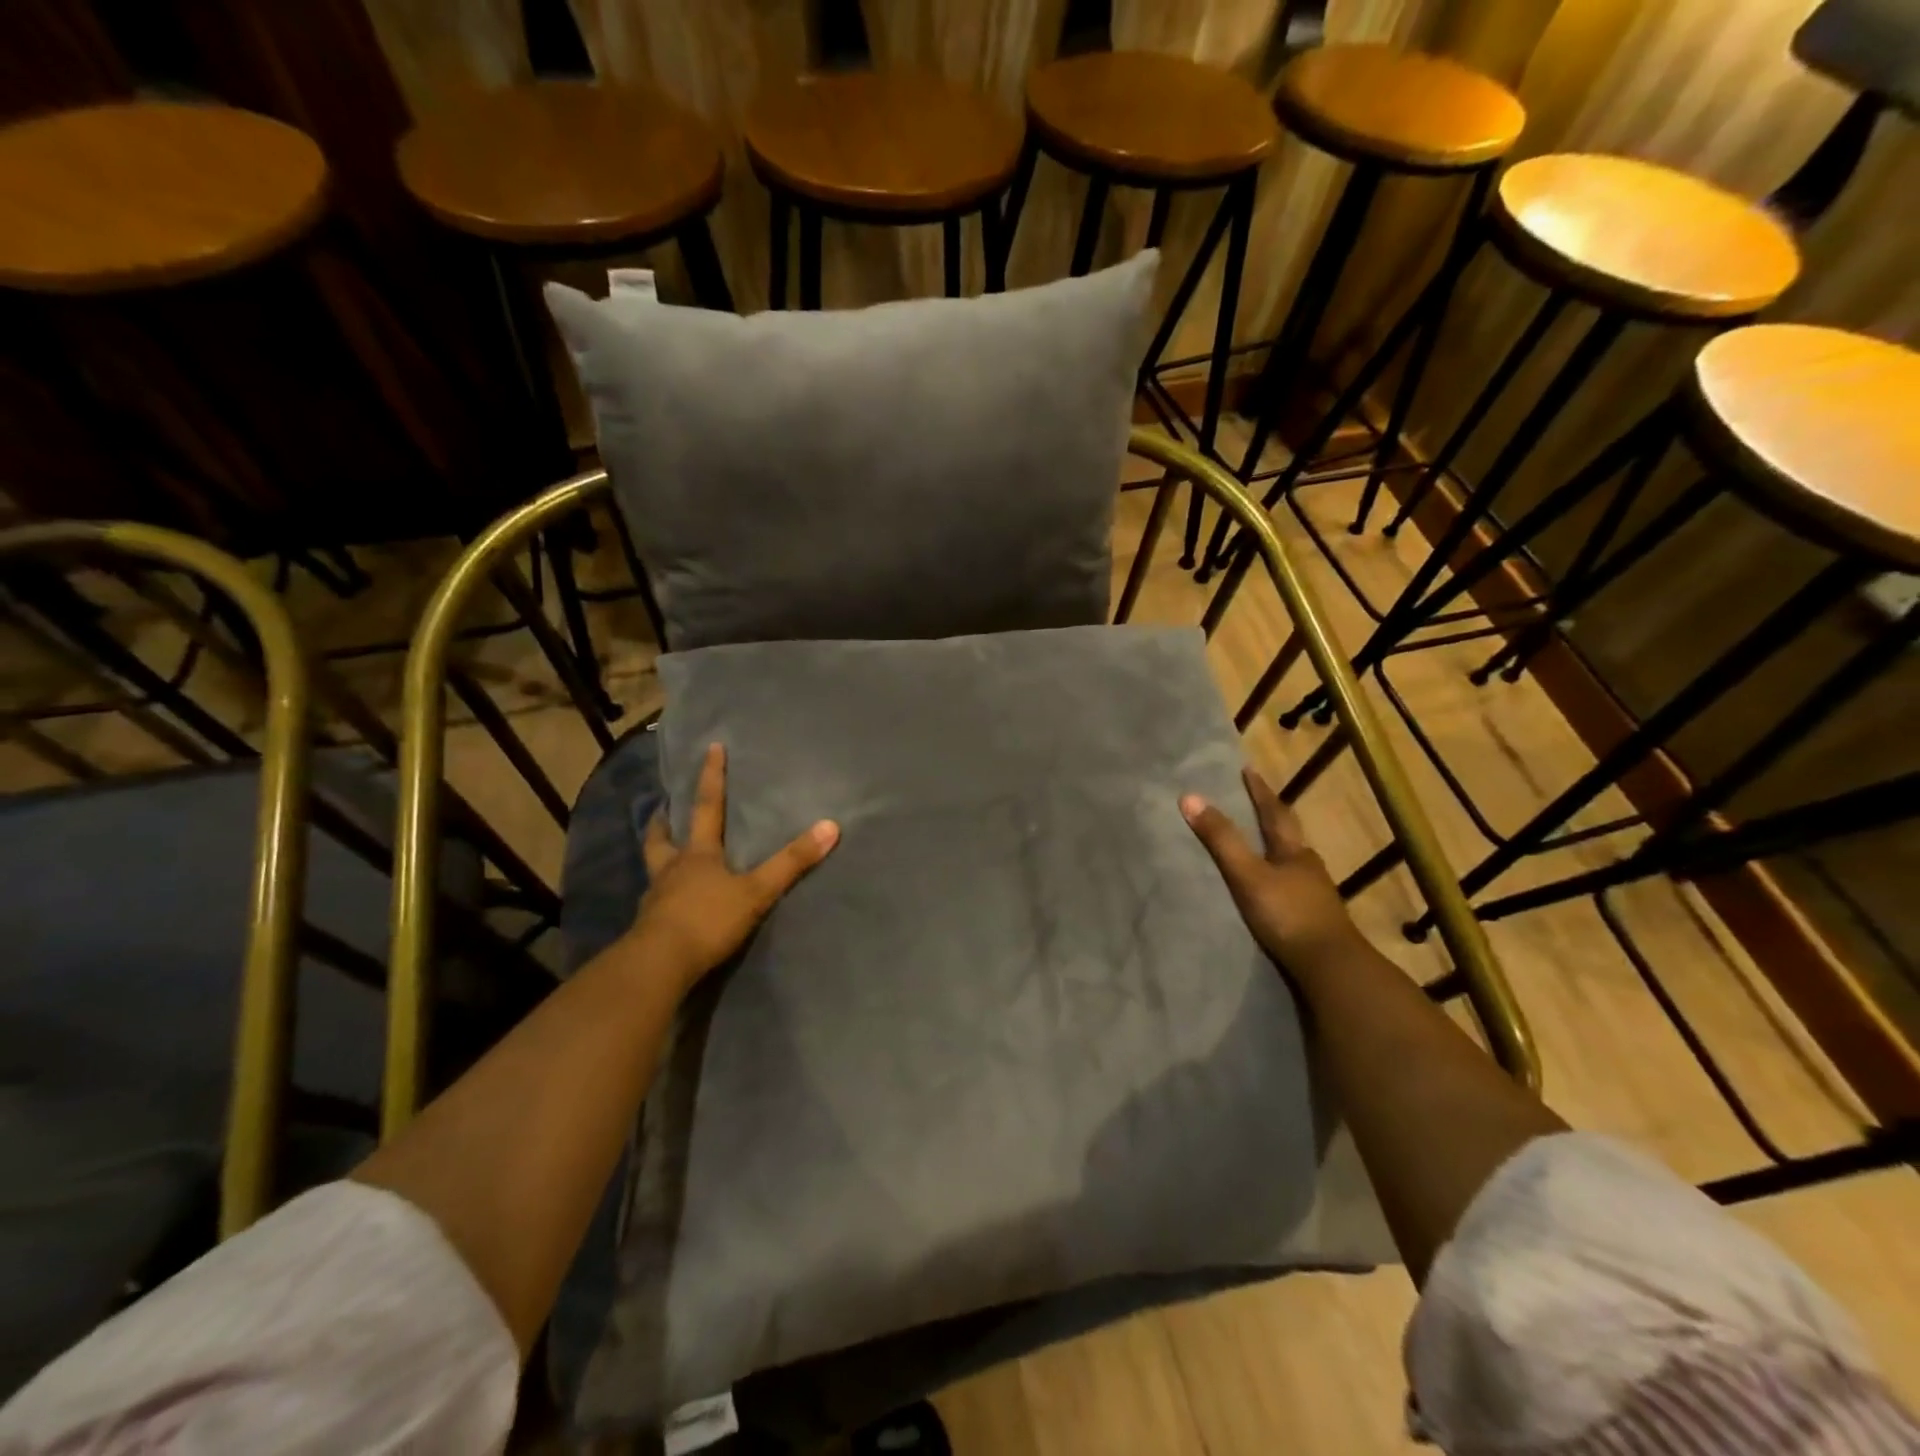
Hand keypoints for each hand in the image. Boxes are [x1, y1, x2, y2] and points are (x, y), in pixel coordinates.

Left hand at [632, 743, 838, 992]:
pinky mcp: (649, 927)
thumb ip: (792, 862)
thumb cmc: (708, 919)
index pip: (708, 807)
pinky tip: (668, 903)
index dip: (712, 777)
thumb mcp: (757, 891)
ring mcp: (656, 898)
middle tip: (663, 808)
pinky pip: (655, 902)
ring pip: (654, 868)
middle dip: (664, 820)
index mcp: (698, 854)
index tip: (712, 748)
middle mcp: (672, 869)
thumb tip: (830, 826)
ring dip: (658, 855)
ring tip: (663, 853)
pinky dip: (661, 895)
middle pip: (662, 837)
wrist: (659, 964)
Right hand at [1182, 767, 1365, 979]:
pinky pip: (1292, 890)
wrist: (1331, 968)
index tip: (1248, 770)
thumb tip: (1189, 797)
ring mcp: (1315, 896)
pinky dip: (1278, 881)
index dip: (1260, 792)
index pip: (1275, 813)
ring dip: (1276, 852)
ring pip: (1292, 864)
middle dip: (1271, 819)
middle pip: (1288, 837)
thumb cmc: (1288, 915)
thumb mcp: (1247, 875)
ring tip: (1259, 847)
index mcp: (1295, 853)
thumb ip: (1220, 840)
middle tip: (1254, 805)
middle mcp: (1308, 869)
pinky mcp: (1314, 922)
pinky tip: (1271, 891)